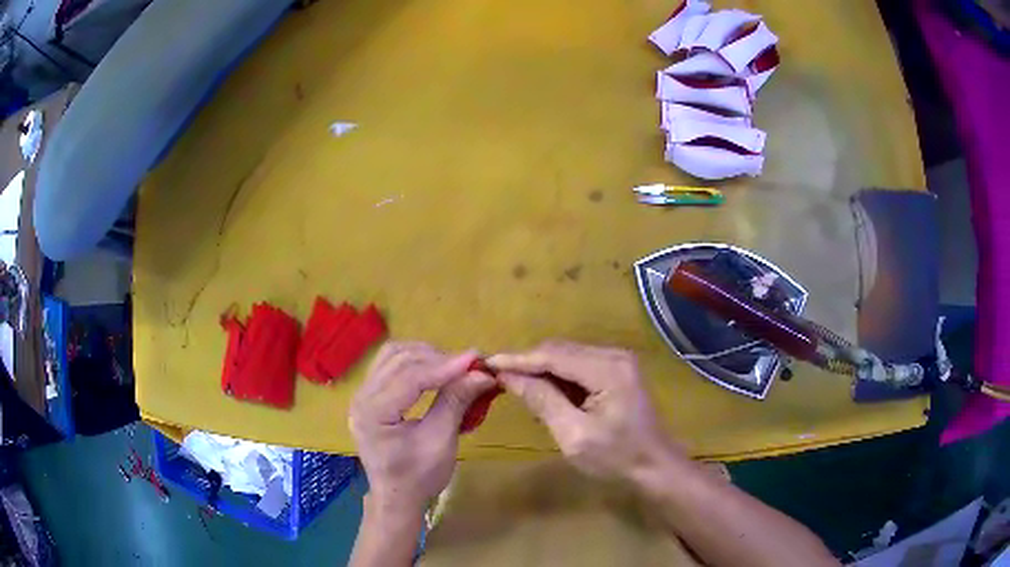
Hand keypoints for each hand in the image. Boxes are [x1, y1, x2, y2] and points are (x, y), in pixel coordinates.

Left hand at [349, 342, 495, 512]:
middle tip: (470, 365)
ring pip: (392, 355)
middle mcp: (361, 397)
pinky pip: (390, 365)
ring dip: (425, 355)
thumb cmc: (418, 476)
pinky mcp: (369, 396)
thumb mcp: (441, 441)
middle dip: (437, 357)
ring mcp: (362, 394)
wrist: (397, 497)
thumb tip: (482, 373)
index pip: (409, 377)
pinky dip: (415, 363)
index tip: (476, 360)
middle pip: (398, 358)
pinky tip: (434, 371)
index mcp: (373, 412)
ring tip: (453, 367)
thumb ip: (456, 402)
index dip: (444, 366)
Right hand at [488, 341, 674, 480]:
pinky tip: (546, 395)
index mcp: (607, 369)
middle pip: (560, 351)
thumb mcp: (573, 435)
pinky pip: (578, 366)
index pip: (553, 356)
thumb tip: (509, 377)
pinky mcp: (617, 370)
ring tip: (519, 391)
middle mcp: (614, 355)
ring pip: (567, 356)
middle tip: (499, 380)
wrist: (654, 465)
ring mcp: (617, 361)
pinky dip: (558, 378)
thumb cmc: (616, 457)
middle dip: (528, 364)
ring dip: (542, 371)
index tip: (487, 364)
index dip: (518, 360)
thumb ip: (542, 401)